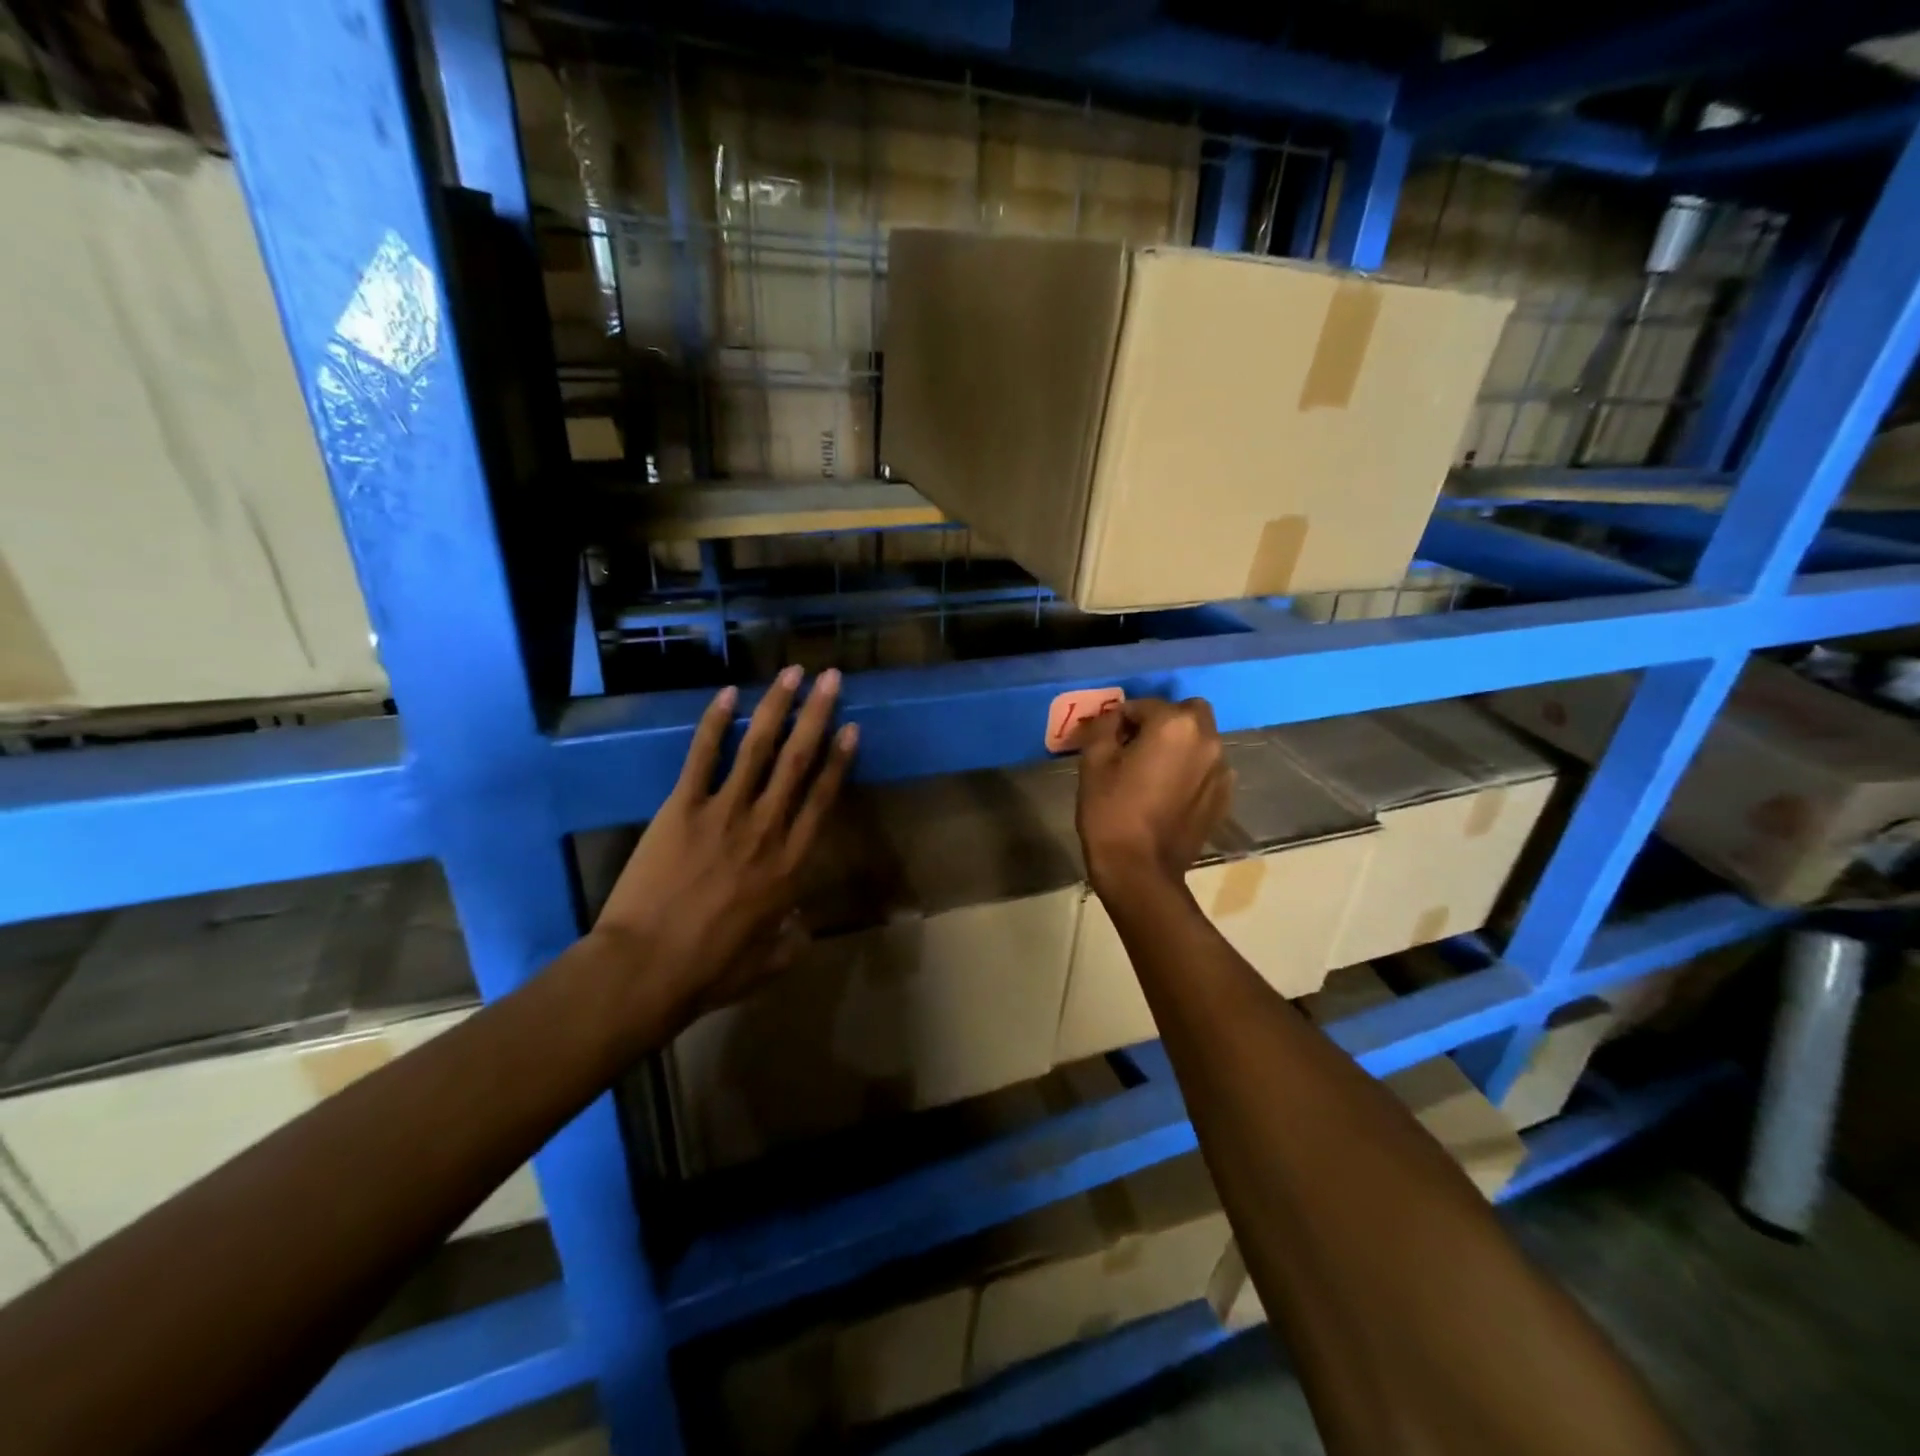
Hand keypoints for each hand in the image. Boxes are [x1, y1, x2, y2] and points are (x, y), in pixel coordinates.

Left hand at [592, 666, 857, 1037]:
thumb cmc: (710, 969)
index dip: (838, 760)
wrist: (646, 969)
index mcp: (791, 864)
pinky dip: (714, 723)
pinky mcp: (682, 808)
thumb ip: (791, 941)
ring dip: (777, 707)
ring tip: (792, 672)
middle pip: (798, 761)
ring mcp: (723, 813)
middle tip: (830, 677)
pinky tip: (727, 693)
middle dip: (817, 715)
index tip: (850, 727)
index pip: (822, 798)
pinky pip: (701, 757)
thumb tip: (801, 925)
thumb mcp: (767, 963)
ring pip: (758, 748)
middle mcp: (766, 827)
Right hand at [1076, 697, 1229, 893]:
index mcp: (1174, 725)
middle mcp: (1207, 740)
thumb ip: (1104, 726)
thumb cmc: (1111, 812)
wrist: (1139, 871)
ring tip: (1154, 772)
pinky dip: (1191, 770)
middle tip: (1138, 746)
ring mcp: (1221, 770)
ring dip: (1181, 745)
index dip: (1123, 718)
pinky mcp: (1224, 797)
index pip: (1145, 705)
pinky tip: (1169, 793)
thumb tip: (1115, 717)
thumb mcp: (1094, 762)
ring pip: (1201, 740)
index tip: (1109, 739)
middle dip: (1164, 721)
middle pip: (1187, 712)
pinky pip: (1207, 768)